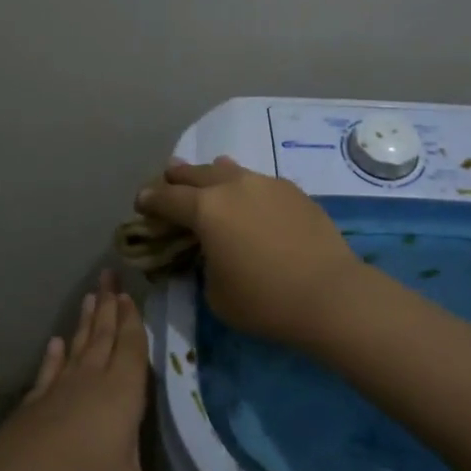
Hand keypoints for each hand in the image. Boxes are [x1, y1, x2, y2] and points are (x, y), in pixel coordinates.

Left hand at [0, 271, 246, 470]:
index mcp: (119, 397)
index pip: (130, 348)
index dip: (133, 320)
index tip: (132, 291)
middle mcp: (88, 384)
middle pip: (103, 338)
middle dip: (110, 307)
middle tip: (110, 274)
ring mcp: (55, 393)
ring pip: (77, 348)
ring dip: (85, 322)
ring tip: (91, 294)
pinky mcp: (31, 408)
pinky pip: (48, 371)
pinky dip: (54, 355)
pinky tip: (54, 342)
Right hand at [134, 158, 363, 344]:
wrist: (330, 294)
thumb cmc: (264, 300)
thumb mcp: (215, 292)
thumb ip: (203, 263)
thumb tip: (211, 249)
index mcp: (206, 209)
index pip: (167, 198)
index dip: (149, 200)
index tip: (141, 202)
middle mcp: (233, 186)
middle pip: (195, 173)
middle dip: (177, 179)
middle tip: (167, 182)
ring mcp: (266, 183)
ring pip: (229, 170)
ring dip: (212, 175)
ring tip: (207, 179)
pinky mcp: (293, 191)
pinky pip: (258, 182)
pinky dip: (244, 188)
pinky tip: (248, 200)